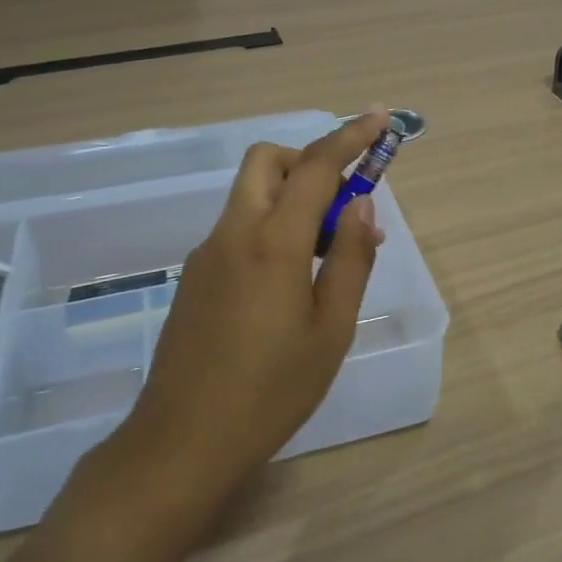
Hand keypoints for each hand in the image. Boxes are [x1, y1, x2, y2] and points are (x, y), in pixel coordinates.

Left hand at [106, 110, 389, 512]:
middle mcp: (234, 234)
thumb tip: (363, 207)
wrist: (181, 443)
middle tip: (342, 204)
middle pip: (267, 162)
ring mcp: (207, 254)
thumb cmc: (271, 390)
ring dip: (292, 199)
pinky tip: (289, 285)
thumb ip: (351, 259)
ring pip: (251, 195)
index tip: (379, 117)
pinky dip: (272, 228)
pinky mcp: (195, 277)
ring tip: (327, 257)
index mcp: (274, 242)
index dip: (350, 137)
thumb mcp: (330, 329)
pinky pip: (240, 228)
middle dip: (309, 161)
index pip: (316, 167)